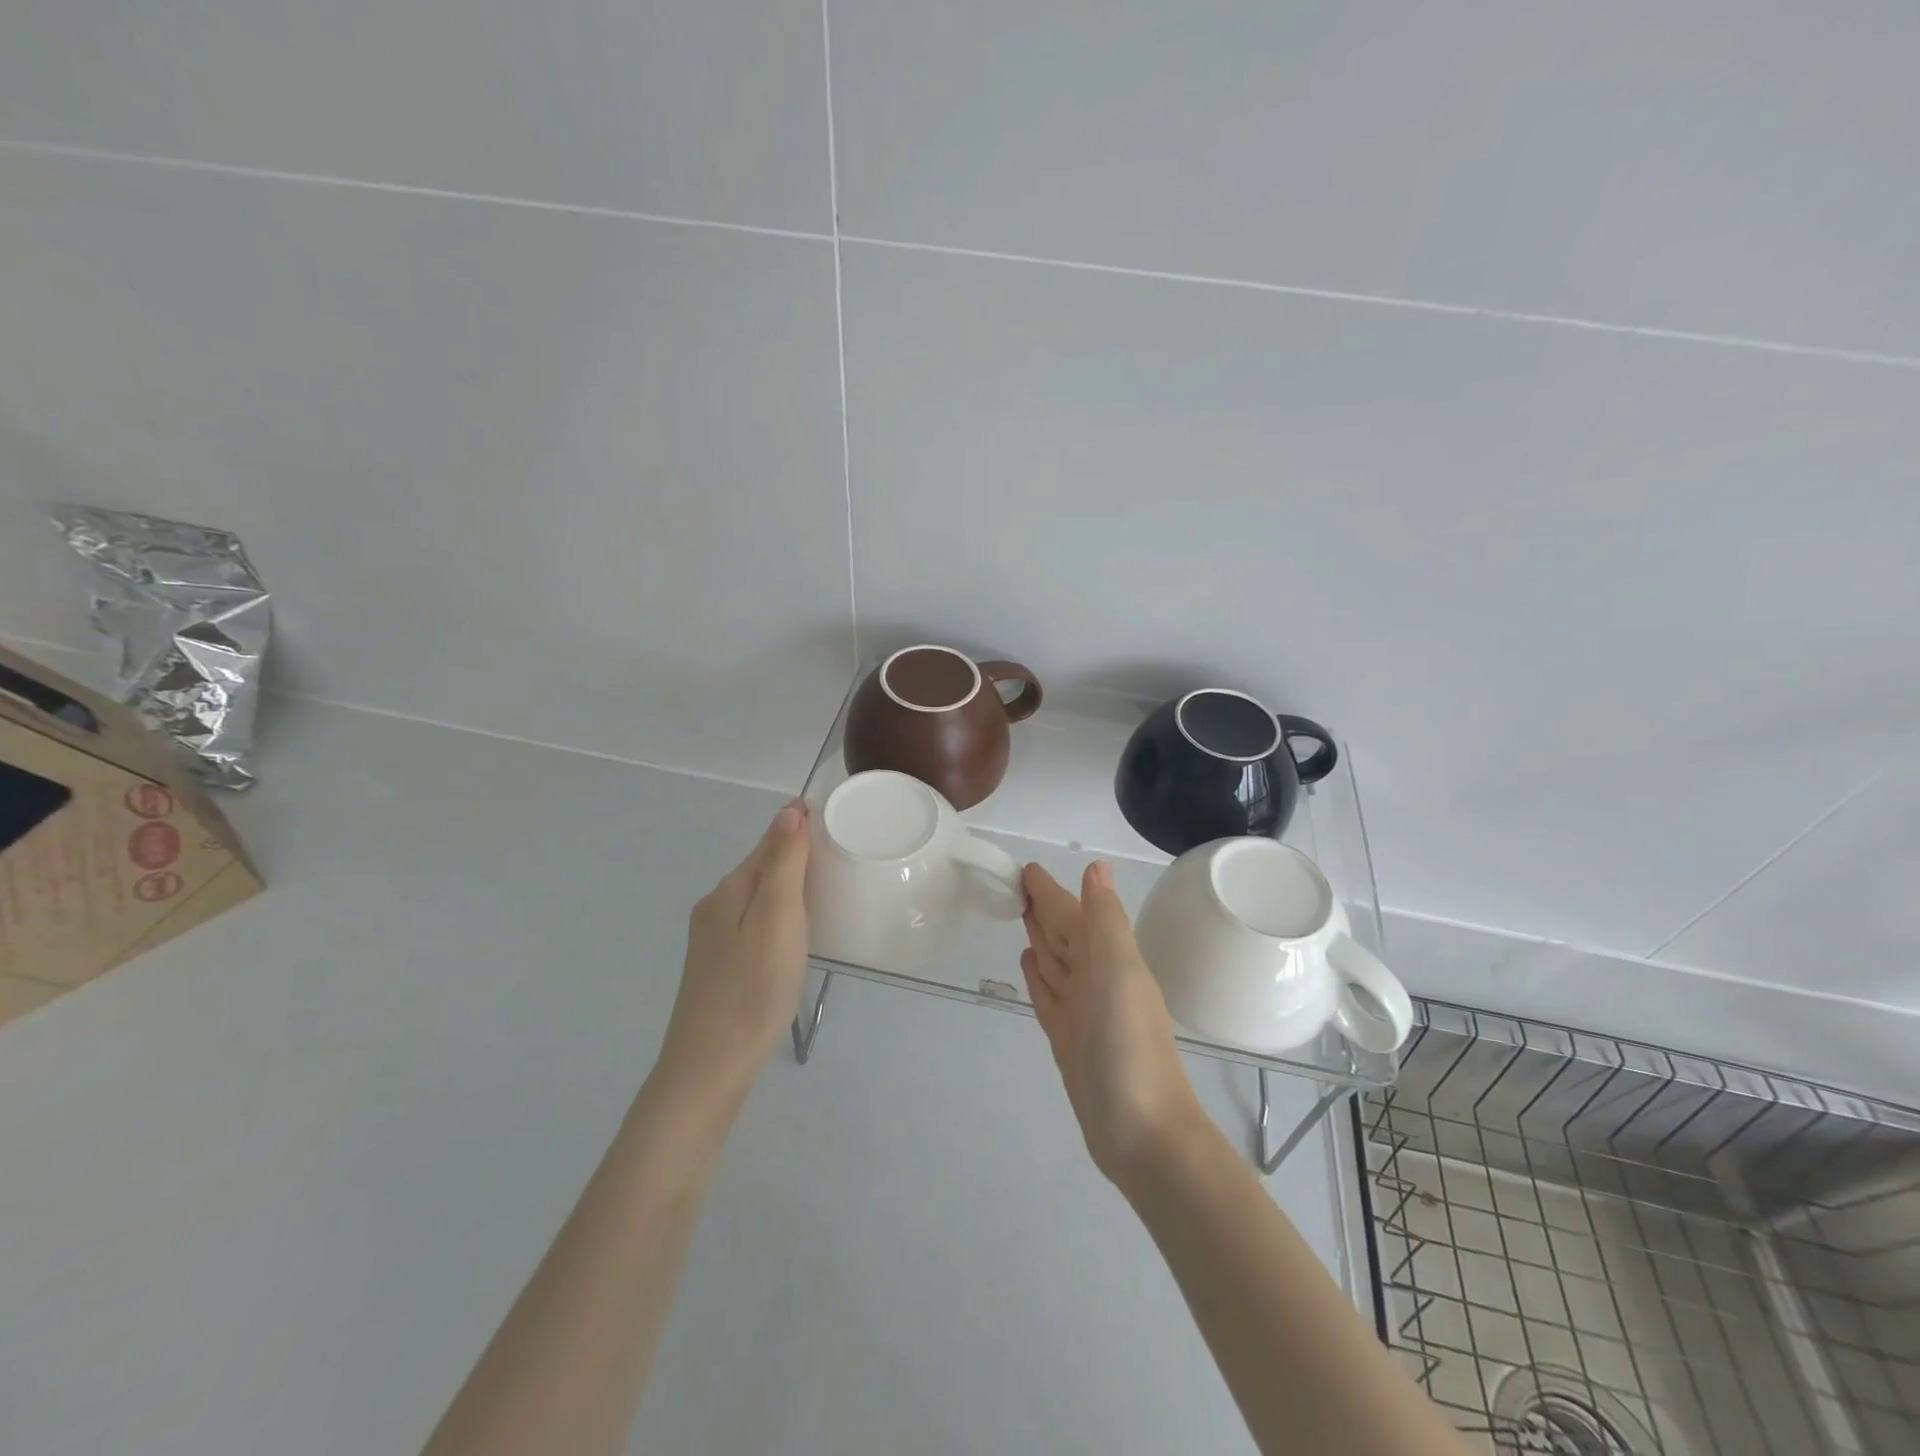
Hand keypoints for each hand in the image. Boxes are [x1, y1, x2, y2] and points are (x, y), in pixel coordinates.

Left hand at [658, 800, 810, 1098]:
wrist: (711, 1065)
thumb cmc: (753, 988)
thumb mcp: (777, 919)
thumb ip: (783, 863)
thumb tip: (789, 810)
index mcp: (730, 889)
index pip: (770, 841)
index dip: (800, 827)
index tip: (837, 821)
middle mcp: (716, 905)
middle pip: (761, 866)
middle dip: (796, 854)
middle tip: (841, 855)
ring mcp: (713, 938)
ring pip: (757, 896)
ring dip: (788, 886)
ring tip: (826, 891)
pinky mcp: (719, 965)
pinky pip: (754, 922)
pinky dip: (778, 914)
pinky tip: (794, 934)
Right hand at [1020, 861, 1205, 1185]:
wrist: (1142, 1133)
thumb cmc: (1128, 1045)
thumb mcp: (1118, 971)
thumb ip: (1104, 919)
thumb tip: (1097, 865)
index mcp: (1108, 956)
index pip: (1072, 911)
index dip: (1050, 890)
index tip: (1025, 868)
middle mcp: (1095, 977)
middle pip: (1063, 932)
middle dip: (1043, 907)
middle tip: (1013, 885)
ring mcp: (1081, 1008)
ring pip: (1055, 959)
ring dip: (1040, 935)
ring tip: (1021, 913)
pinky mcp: (1067, 1037)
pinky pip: (1048, 993)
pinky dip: (1038, 975)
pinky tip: (1028, 962)